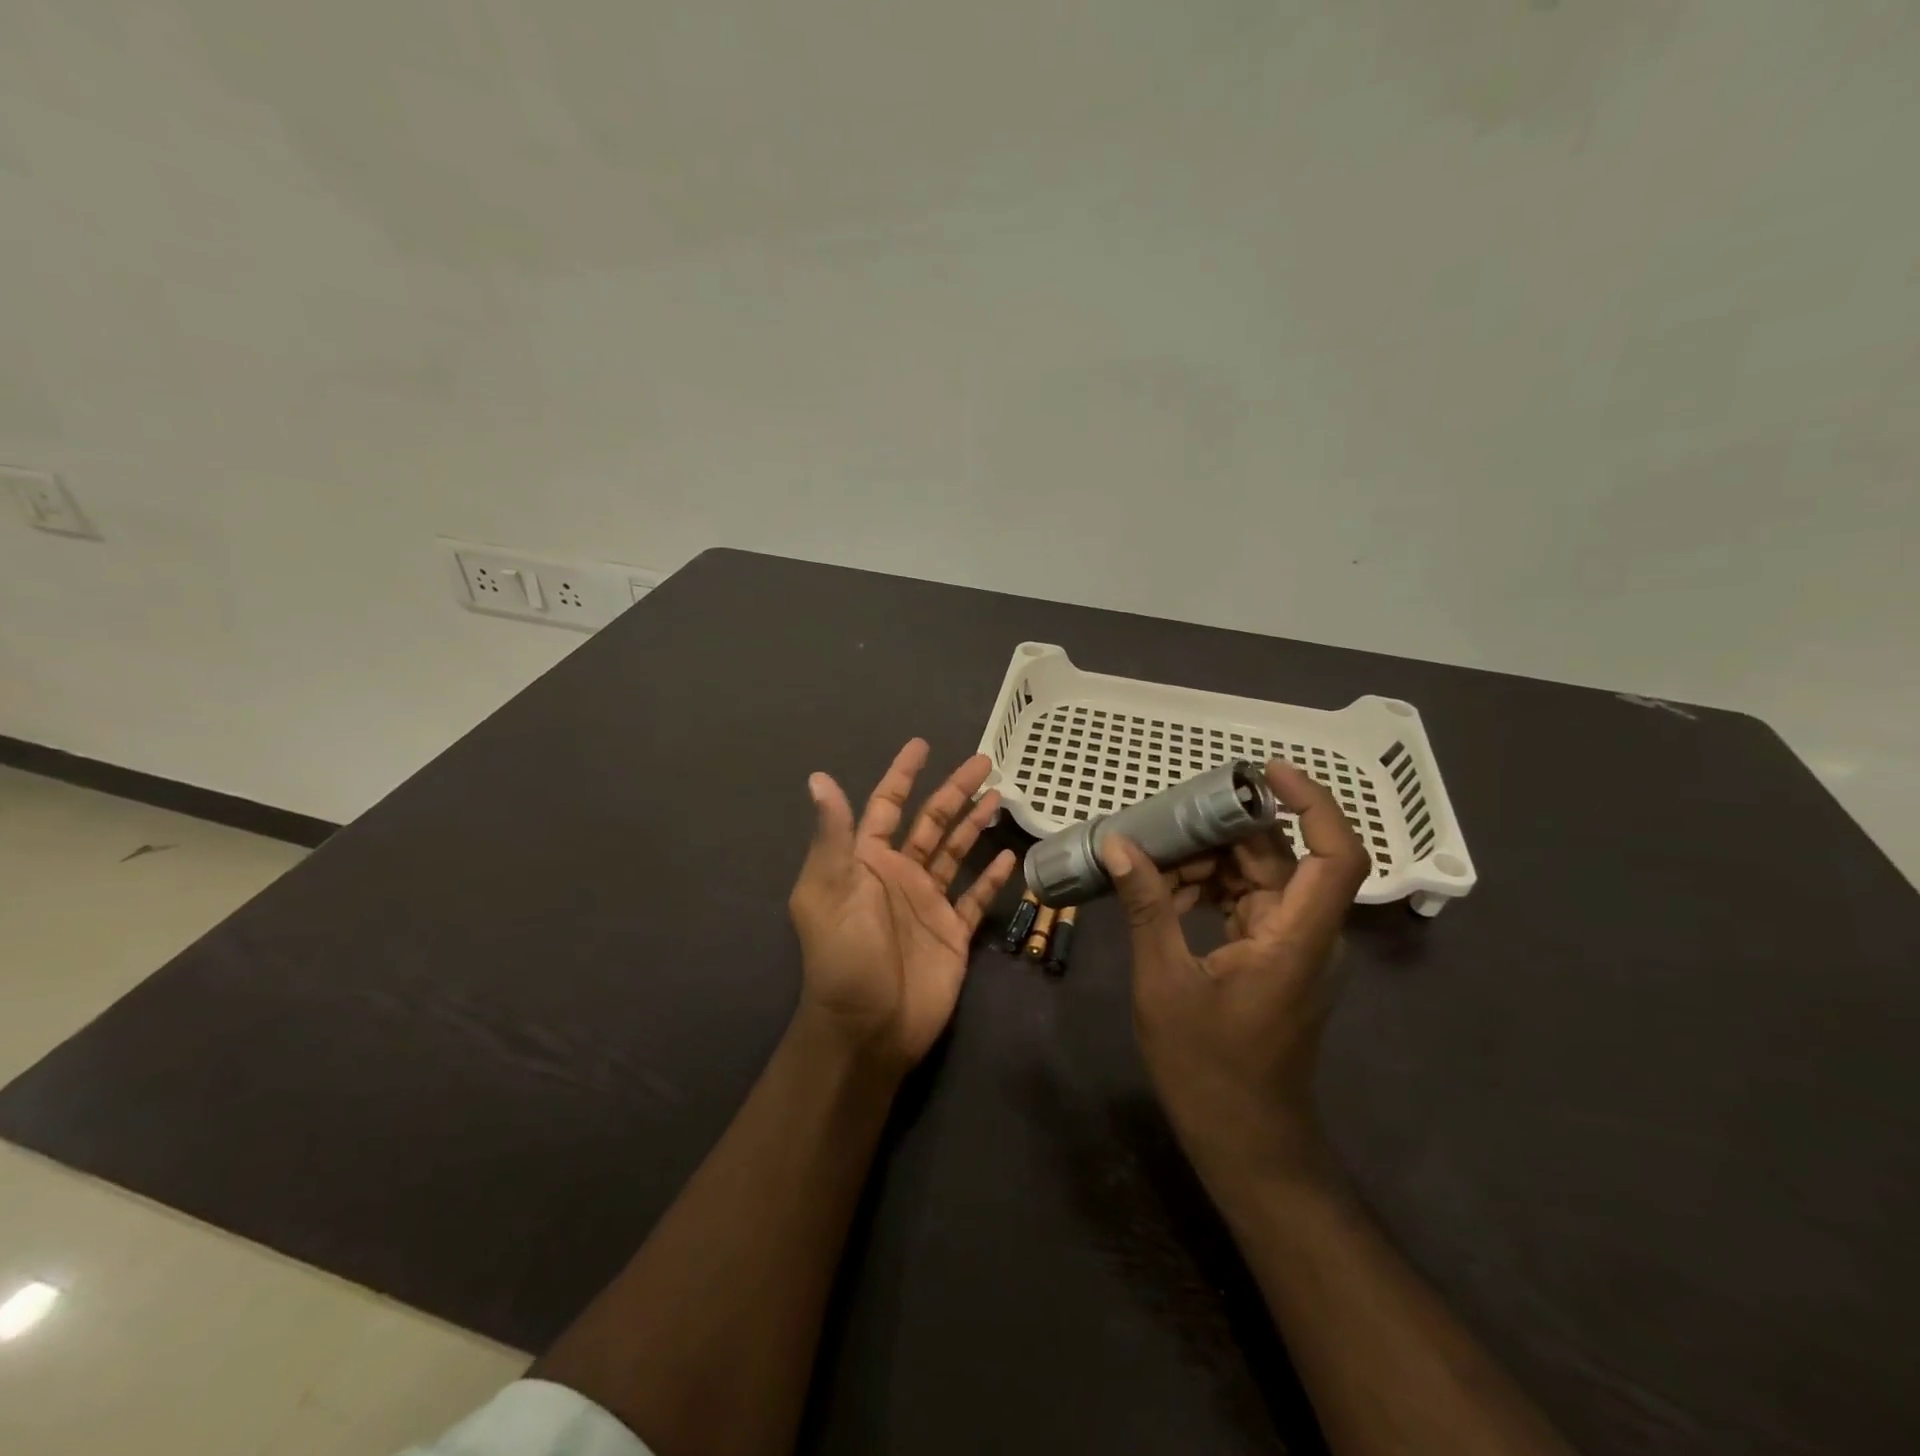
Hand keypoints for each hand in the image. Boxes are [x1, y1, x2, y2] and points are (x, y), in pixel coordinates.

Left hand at [788, 739, 1017, 1075]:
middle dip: (954, 791)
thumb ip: (834, 835)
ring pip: (956, 853)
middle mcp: (899, 875)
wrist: (869, 1028)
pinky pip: (976, 897)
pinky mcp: (952, 932)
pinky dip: (992, 877)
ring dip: (974, 824)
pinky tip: (1010, 856)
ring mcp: (928, 903)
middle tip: (983, 761)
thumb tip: (819, 778)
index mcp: (866, 862)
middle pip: (931, 822)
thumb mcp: (829, 890)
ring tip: (1000, 796)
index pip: (886, 806)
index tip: (921, 745)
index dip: (902, 775)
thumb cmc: (845, 956)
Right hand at [1101, 760, 1370, 1184]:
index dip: (1312, 803)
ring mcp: (1292, 948)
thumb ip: (1148, 908)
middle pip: (1282, 858)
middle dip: (1226, 830)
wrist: (1247, 1144)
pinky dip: (1211, 890)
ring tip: (1152, 855)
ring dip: (1211, 861)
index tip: (1263, 771)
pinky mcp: (1274, 960)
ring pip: (1261, 879)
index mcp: (1297, 938)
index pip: (1336, 855)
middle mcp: (1307, 935)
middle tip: (1167, 817)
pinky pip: (1247, 904)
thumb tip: (1119, 844)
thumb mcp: (1165, 983)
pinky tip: (1164, 892)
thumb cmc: (1210, 1070)